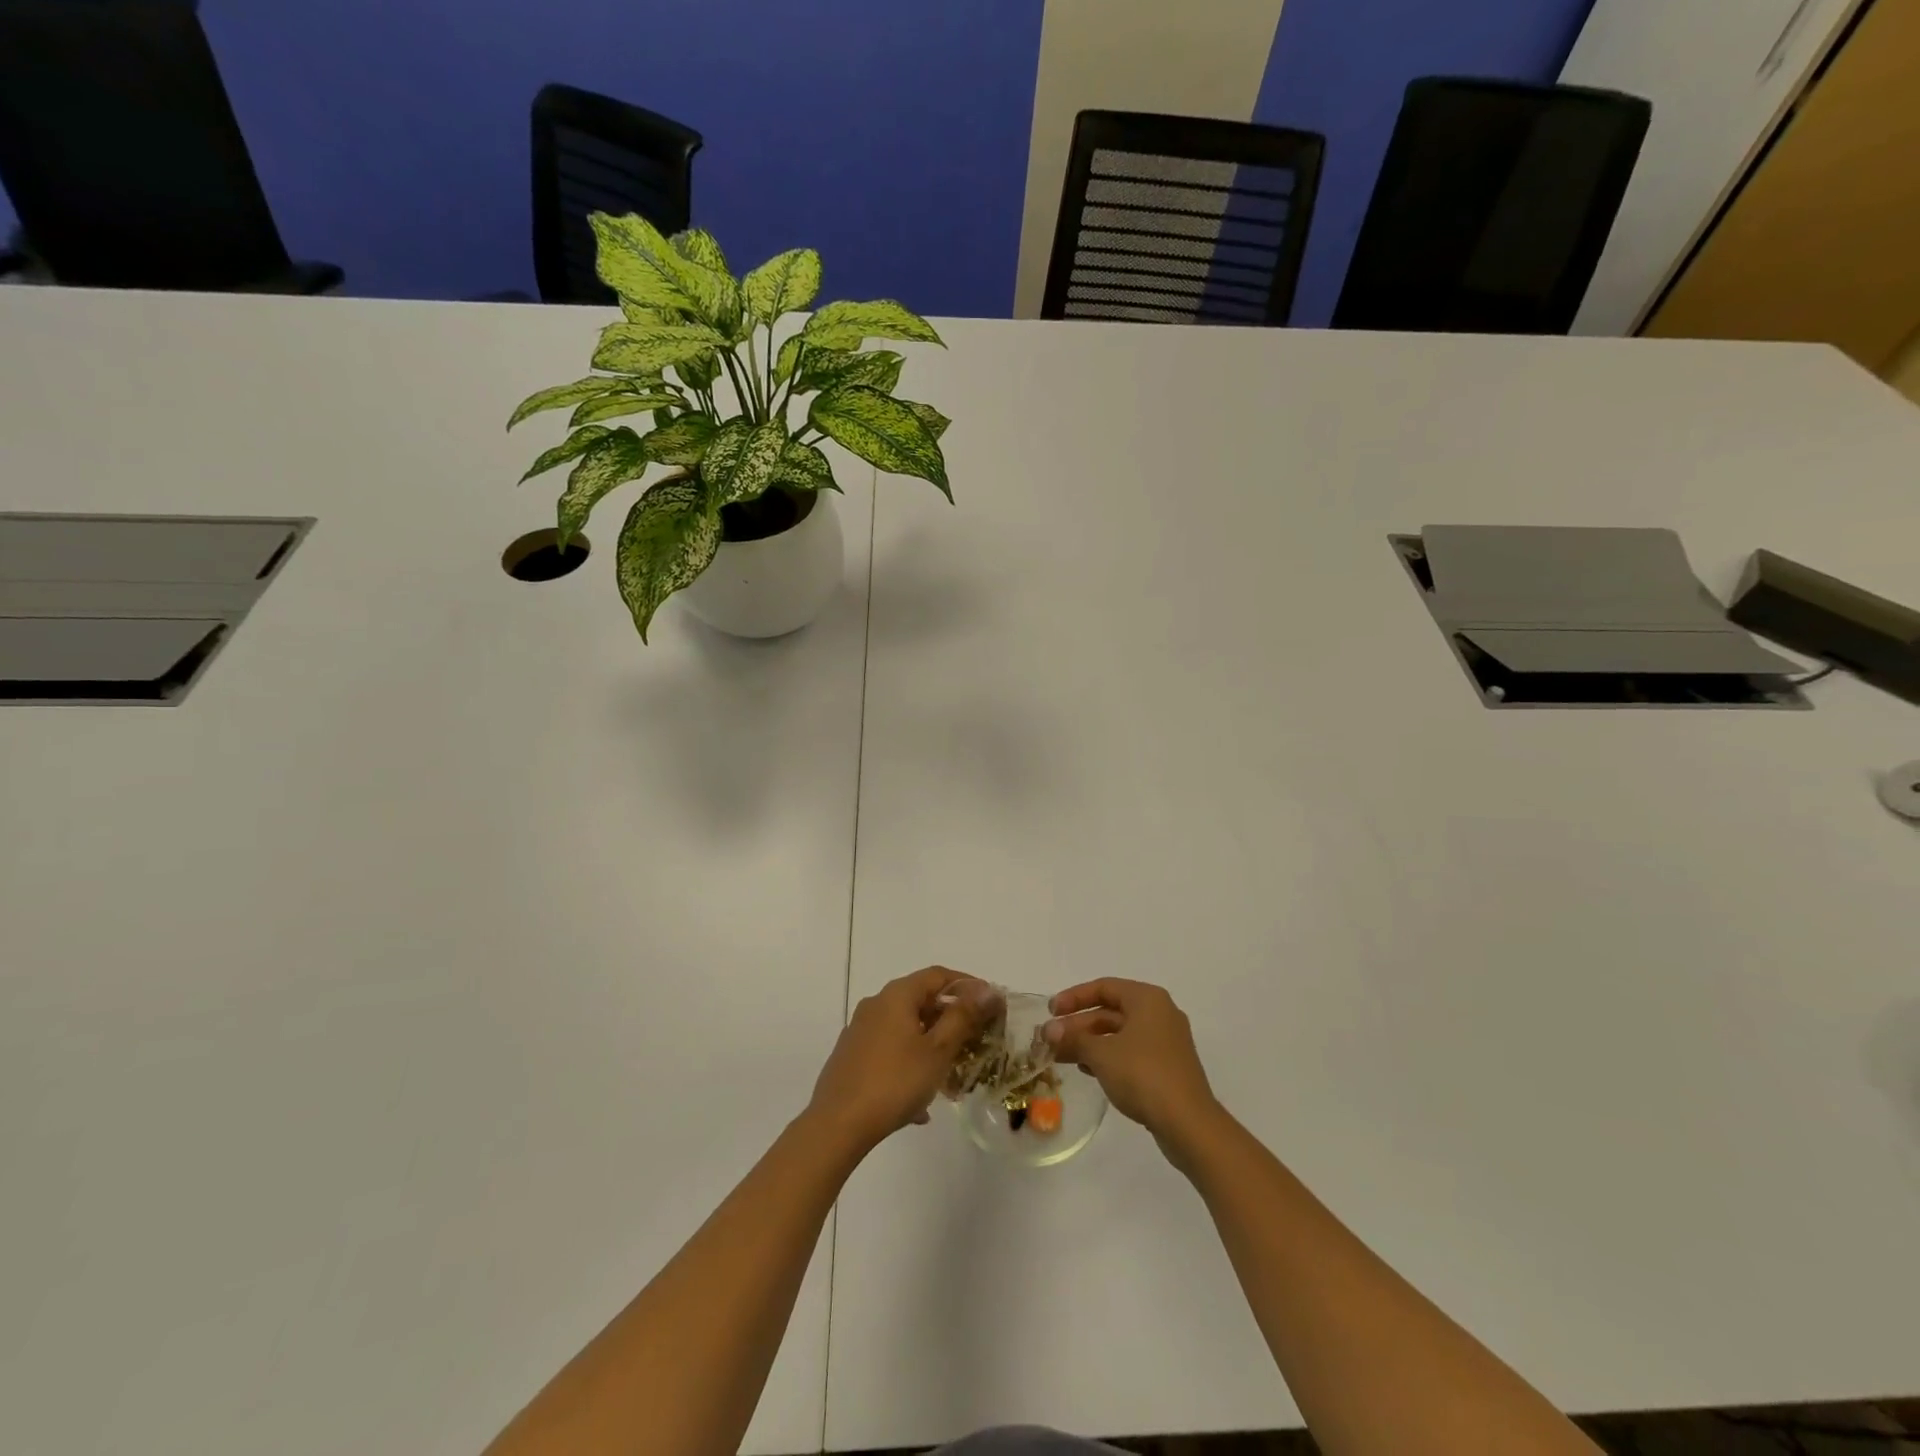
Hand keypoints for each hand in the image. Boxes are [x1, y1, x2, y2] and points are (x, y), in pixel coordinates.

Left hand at [806, 967, 998, 1155]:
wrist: (837, 1125)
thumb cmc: (895, 1082)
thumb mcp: (938, 1049)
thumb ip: (963, 1016)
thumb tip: (987, 989)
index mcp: (896, 995)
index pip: (938, 975)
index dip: (967, 984)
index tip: (991, 1003)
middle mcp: (875, 1005)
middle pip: (920, 1000)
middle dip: (950, 1018)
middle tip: (976, 1040)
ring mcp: (860, 1031)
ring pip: (905, 1029)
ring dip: (931, 1045)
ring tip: (951, 1074)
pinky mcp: (851, 1057)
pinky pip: (890, 1052)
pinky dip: (910, 1065)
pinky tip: (921, 1105)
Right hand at [1044, 978, 1219, 1149]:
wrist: (1188, 1124)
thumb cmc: (1143, 1075)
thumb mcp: (1102, 1054)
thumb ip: (1073, 1038)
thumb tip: (1048, 1031)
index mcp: (1147, 999)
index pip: (1104, 987)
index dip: (1073, 997)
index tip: (1050, 1012)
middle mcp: (1159, 1013)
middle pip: (1110, 1011)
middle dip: (1079, 1025)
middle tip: (1050, 1039)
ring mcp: (1166, 1041)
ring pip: (1119, 1034)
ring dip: (1090, 1043)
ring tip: (1062, 1056)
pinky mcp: (1167, 1067)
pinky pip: (1131, 1052)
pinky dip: (1108, 1057)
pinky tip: (1088, 1070)